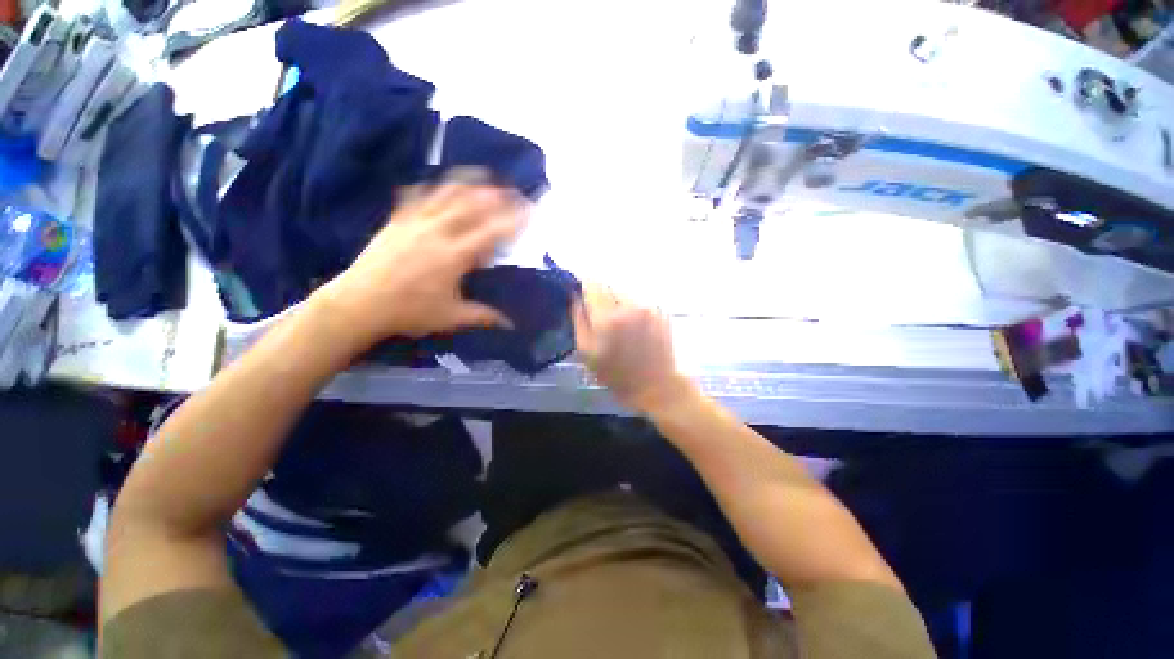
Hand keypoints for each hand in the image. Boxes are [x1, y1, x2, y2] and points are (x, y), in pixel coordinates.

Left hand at [317, 183, 526, 346]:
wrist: (358, 304)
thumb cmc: (409, 312)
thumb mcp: (451, 317)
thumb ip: (484, 316)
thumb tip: (511, 323)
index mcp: (454, 256)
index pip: (491, 232)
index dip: (513, 220)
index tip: (529, 210)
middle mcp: (437, 232)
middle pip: (471, 205)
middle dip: (497, 195)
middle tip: (513, 192)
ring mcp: (415, 222)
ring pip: (445, 194)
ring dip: (469, 184)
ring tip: (485, 177)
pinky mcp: (397, 220)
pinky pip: (418, 196)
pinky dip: (434, 188)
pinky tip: (441, 186)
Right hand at [572, 284, 692, 412]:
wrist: (655, 385)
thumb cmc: (615, 374)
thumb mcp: (586, 352)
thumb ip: (578, 319)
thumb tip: (575, 296)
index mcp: (607, 317)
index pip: (592, 283)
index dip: (584, 286)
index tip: (580, 294)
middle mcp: (629, 306)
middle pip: (608, 286)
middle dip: (601, 297)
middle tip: (600, 317)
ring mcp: (647, 307)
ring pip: (624, 293)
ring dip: (617, 303)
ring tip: (619, 325)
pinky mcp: (660, 311)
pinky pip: (638, 302)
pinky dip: (632, 309)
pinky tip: (633, 328)